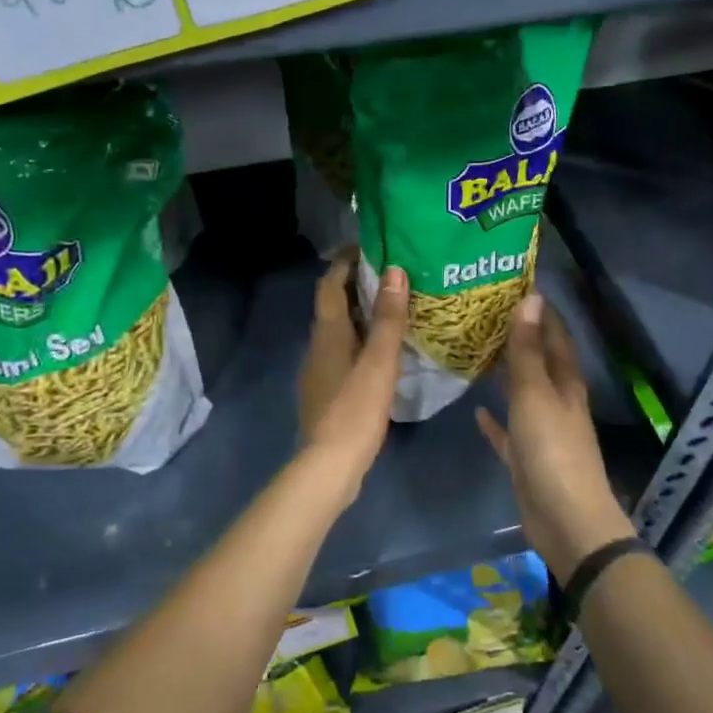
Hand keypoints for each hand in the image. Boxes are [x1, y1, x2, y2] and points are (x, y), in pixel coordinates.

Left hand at [296, 251, 407, 491]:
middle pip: (332, 305)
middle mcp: (317, 346)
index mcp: (327, 333)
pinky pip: (341, 352)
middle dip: (354, 285)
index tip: (368, 246)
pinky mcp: (325, 392)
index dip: (344, 261)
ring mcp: (318, 371)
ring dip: (358, 313)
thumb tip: (394, 271)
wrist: (328, 465)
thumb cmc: (355, 409)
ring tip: (391, 308)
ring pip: (337, 330)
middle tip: (389, 274)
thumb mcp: (379, 361)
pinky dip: (359, 340)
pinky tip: (380, 352)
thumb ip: (389, 318)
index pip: (329, 284)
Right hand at [476, 293, 635, 580]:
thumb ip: (528, 349)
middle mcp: (556, 400)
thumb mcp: (535, 394)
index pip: (554, 334)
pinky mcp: (526, 456)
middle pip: (537, 360)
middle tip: (482, 313)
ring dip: (504, 373)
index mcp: (565, 382)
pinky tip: (477, 409)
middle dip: (517, 336)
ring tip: (475, 351)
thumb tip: (531, 298)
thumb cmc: (552, 450)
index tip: (513, 283)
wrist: (565, 519)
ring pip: (521, 392)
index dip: (539, 309)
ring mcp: (542, 429)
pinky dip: (495, 419)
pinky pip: (508, 431)